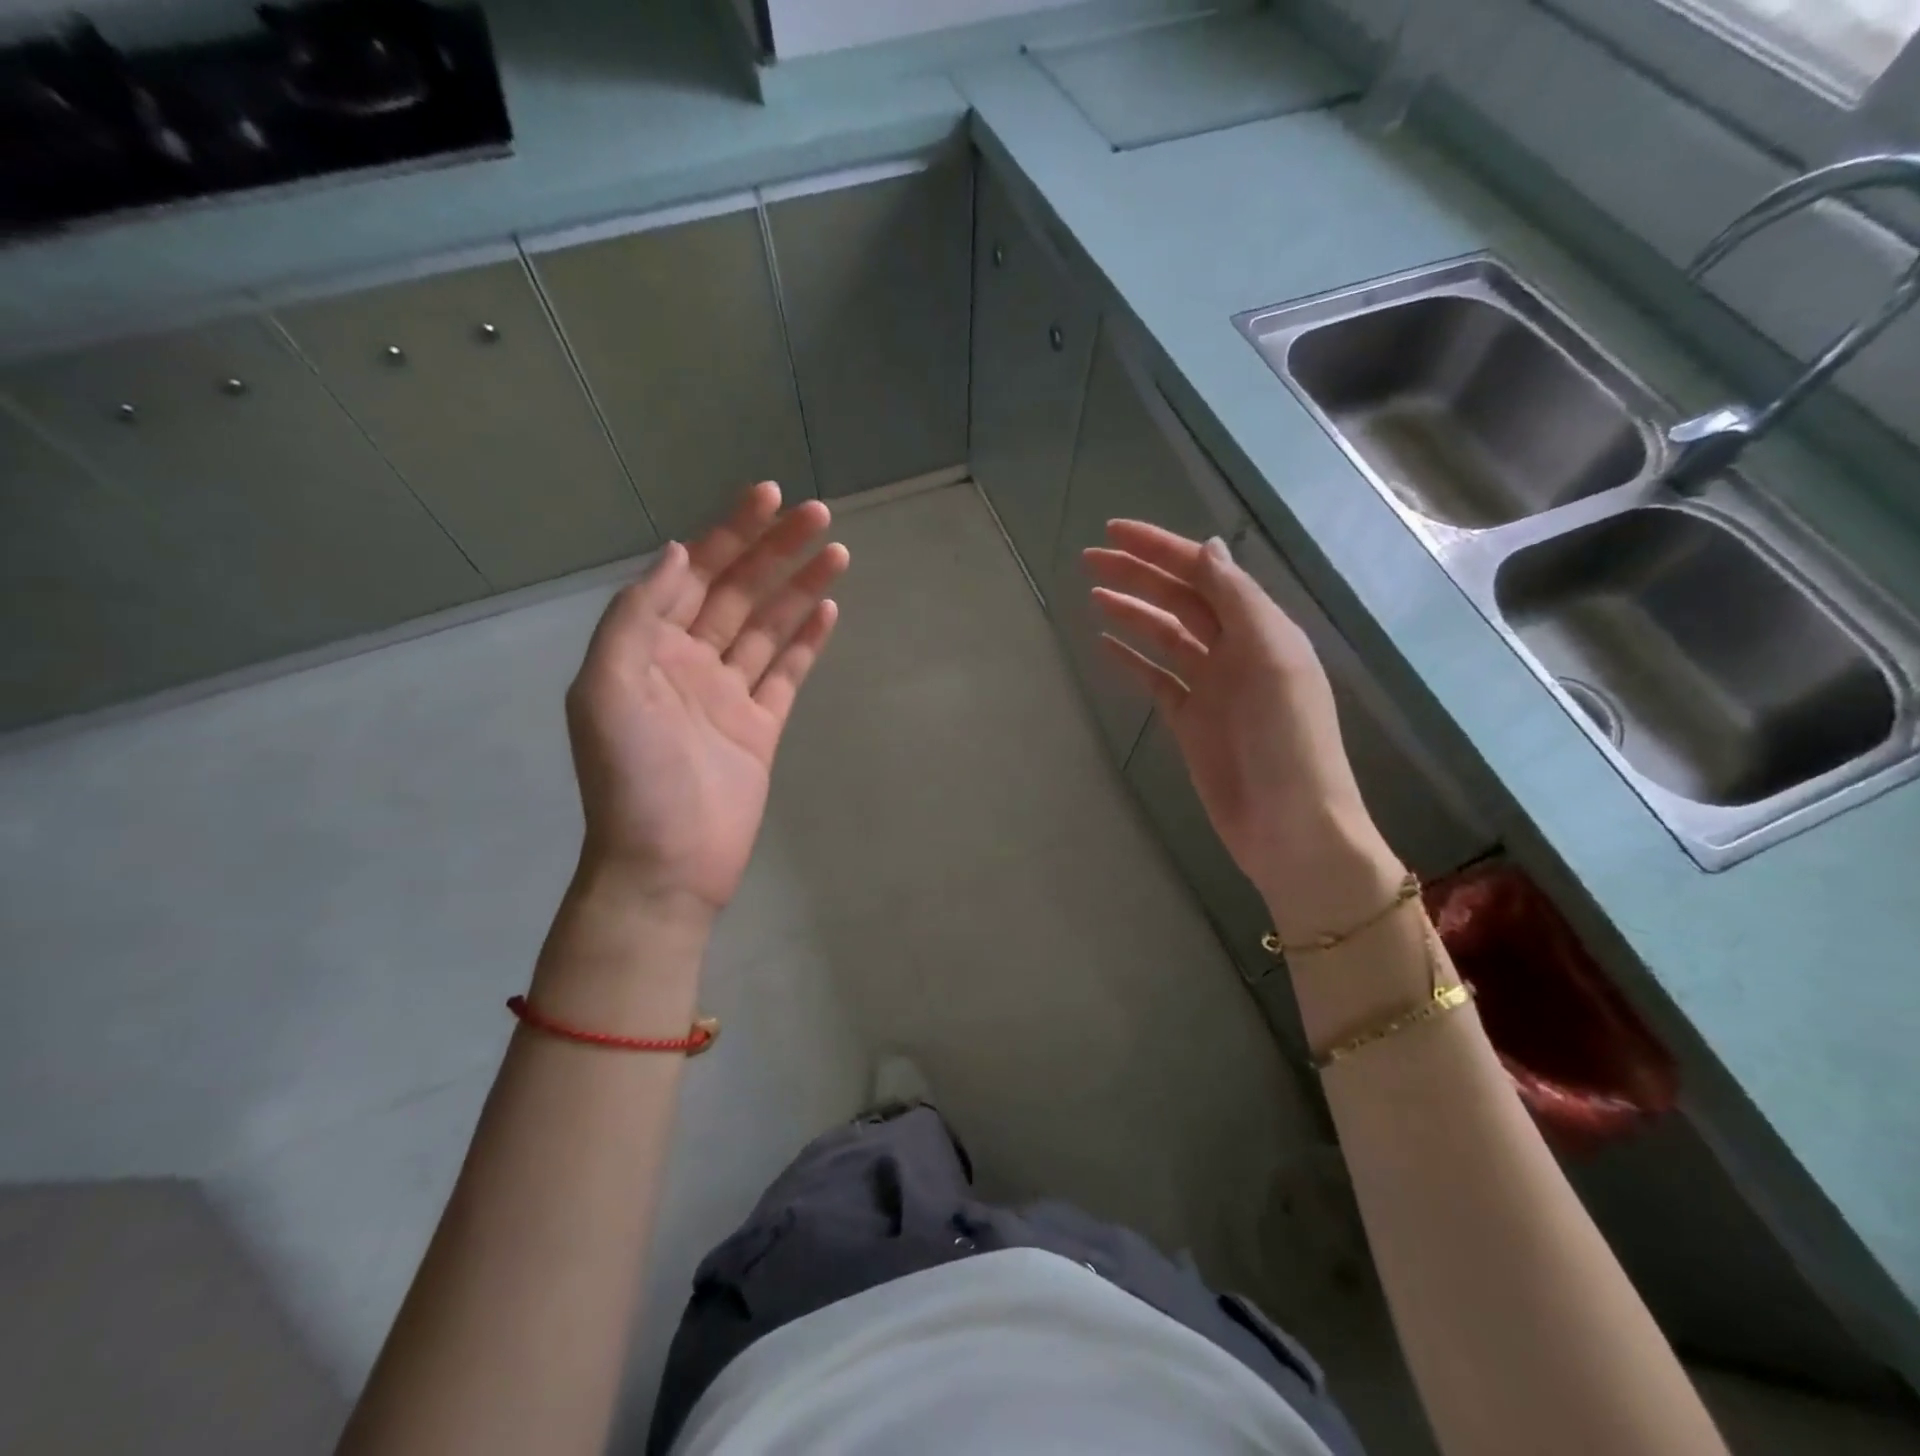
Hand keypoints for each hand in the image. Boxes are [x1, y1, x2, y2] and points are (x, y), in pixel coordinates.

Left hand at [565, 482, 847, 917]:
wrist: (664, 864)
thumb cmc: (632, 778)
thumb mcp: (607, 688)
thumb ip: (637, 616)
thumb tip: (675, 553)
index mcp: (649, 647)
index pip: (695, 574)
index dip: (731, 531)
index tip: (771, 496)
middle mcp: (689, 662)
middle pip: (739, 592)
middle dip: (775, 550)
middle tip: (820, 515)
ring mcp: (728, 694)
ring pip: (768, 628)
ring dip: (800, 588)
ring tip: (837, 553)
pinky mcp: (761, 727)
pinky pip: (787, 674)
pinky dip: (807, 642)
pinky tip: (828, 610)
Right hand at [1084, 524, 1403, 940]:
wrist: (1291, 827)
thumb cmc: (1288, 741)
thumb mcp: (1271, 659)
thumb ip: (1238, 602)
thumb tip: (1208, 548)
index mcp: (1260, 629)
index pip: (1204, 574)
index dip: (1160, 549)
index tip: (1113, 532)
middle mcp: (1235, 650)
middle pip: (1179, 600)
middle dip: (1137, 575)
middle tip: (1089, 558)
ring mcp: (1211, 687)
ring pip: (1164, 636)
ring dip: (1131, 612)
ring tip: (1093, 595)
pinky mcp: (1190, 721)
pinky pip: (1155, 679)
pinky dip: (1131, 660)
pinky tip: (1105, 644)